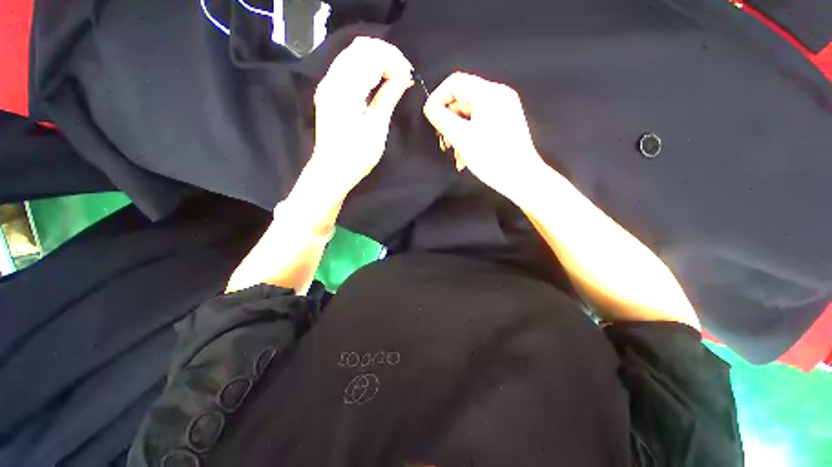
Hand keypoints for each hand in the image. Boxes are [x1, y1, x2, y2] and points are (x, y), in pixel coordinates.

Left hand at [309, 37, 412, 197]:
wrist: (332, 170)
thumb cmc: (356, 156)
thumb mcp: (377, 128)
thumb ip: (388, 97)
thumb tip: (404, 76)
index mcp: (345, 90)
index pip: (371, 56)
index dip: (393, 61)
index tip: (409, 75)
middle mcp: (332, 80)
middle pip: (360, 48)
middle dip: (386, 55)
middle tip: (404, 73)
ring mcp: (328, 84)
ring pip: (353, 54)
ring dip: (376, 59)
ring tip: (394, 76)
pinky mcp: (329, 91)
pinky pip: (348, 67)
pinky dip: (366, 67)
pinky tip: (379, 80)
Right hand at [423, 72, 544, 198]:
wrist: (521, 178)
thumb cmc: (492, 158)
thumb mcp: (462, 138)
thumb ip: (441, 119)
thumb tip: (430, 107)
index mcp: (489, 94)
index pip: (455, 82)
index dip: (438, 98)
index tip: (431, 119)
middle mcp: (498, 95)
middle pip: (462, 99)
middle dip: (448, 121)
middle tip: (444, 143)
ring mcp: (503, 109)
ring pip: (469, 114)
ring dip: (457, 133)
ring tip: (456, 154)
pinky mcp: (504, 122)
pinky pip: (479, 122)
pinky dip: (468, 136)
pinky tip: (465, 155)